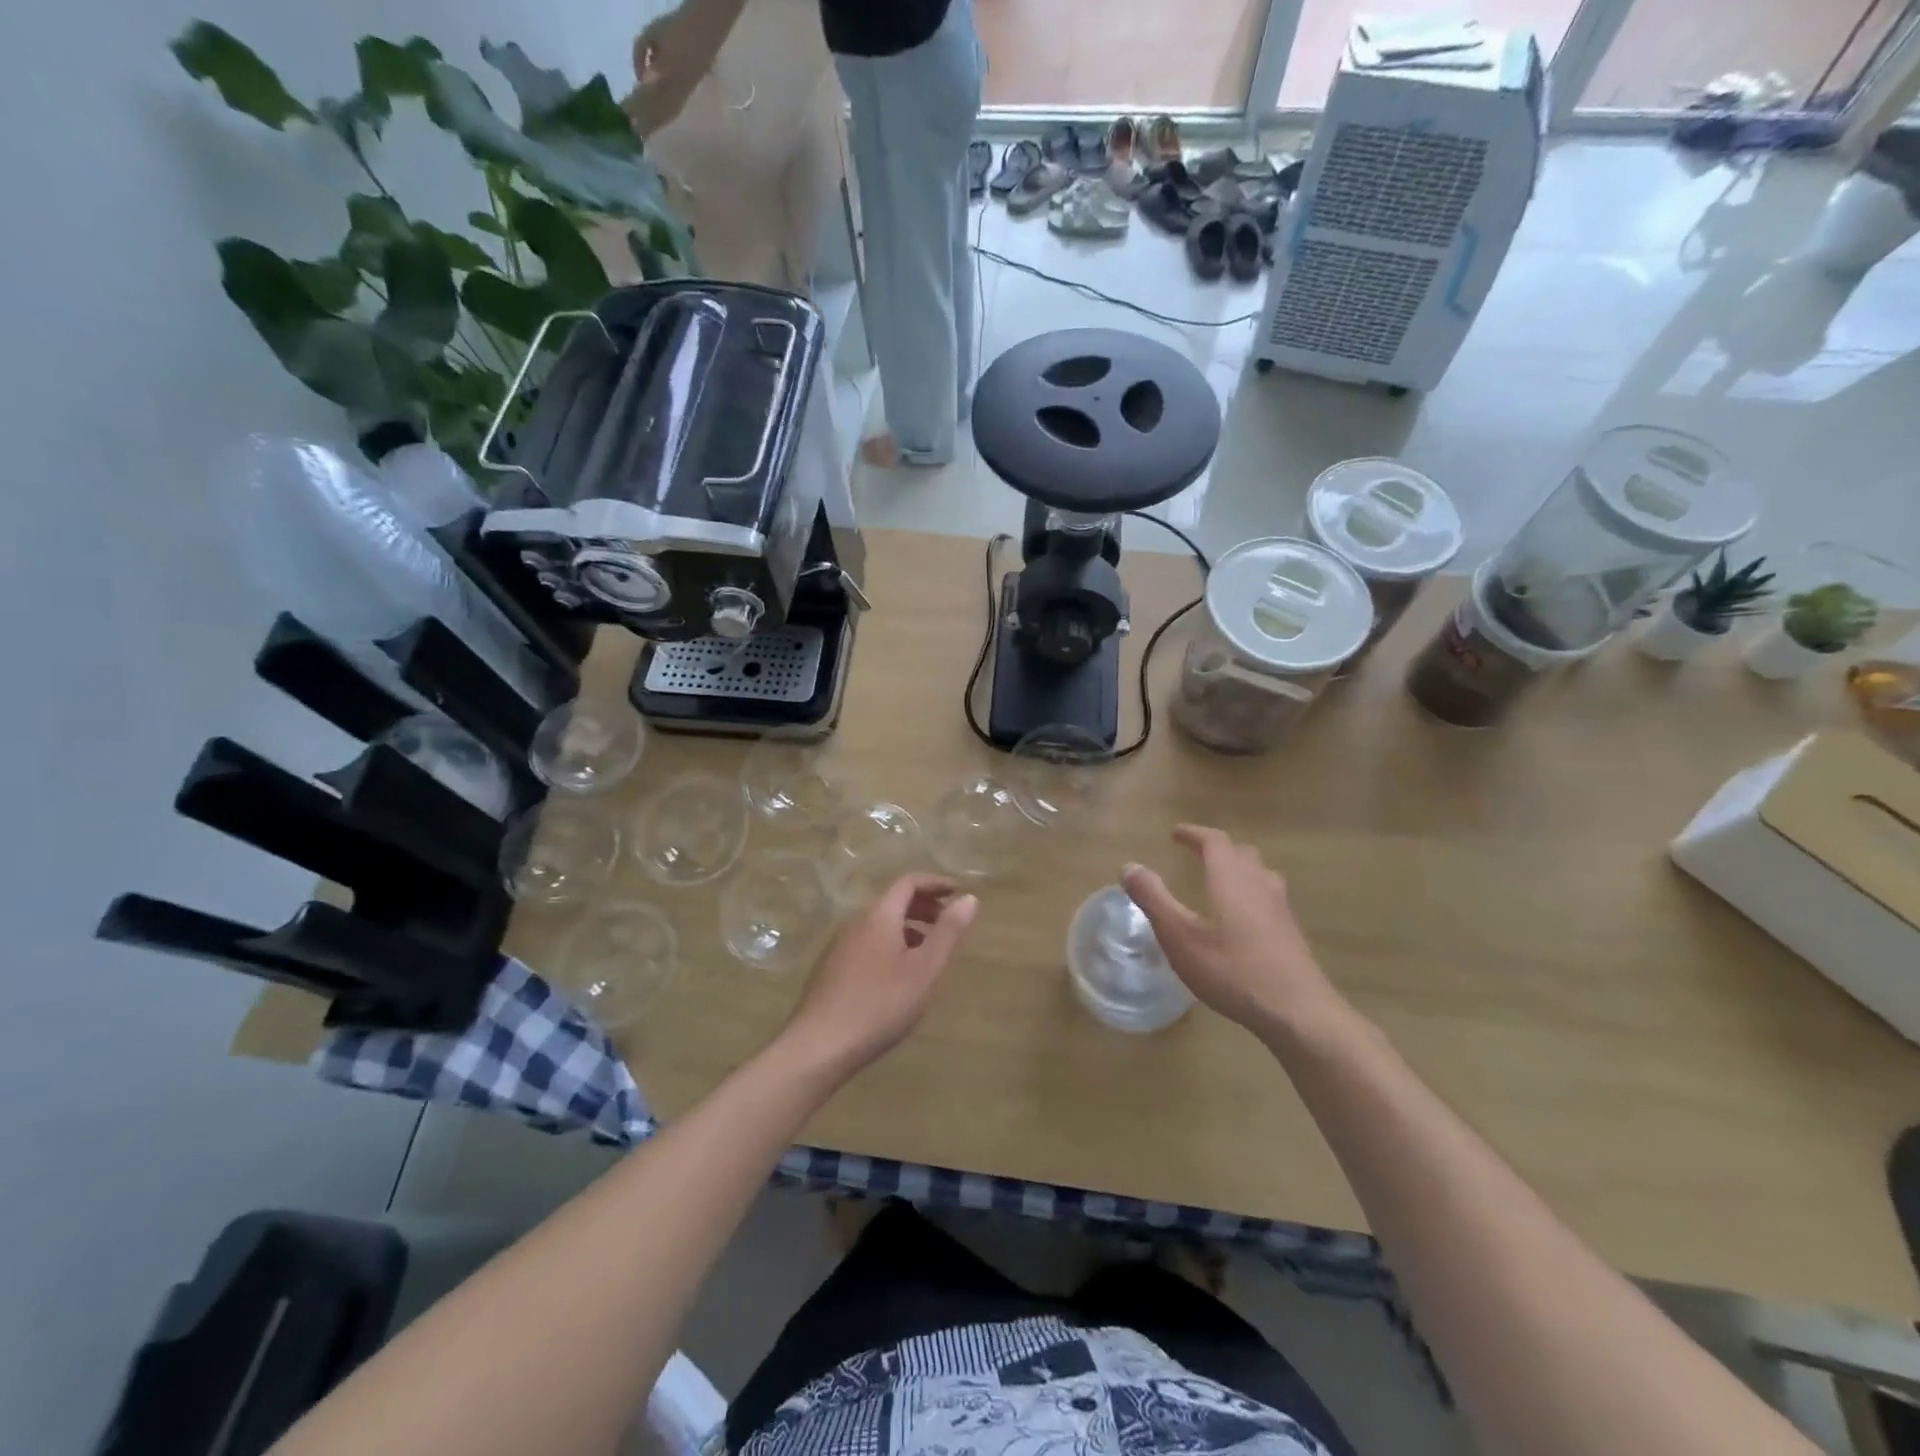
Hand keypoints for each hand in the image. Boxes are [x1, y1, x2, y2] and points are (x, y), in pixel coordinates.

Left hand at [624, 11, 708, 135]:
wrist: (704, 33)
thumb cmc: (677, 30)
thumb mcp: (651, 34)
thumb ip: (640, 55)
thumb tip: (639, 79)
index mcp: (664, 76)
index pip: (644, 97)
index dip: (632, 107)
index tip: (621, 116)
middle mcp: (673, 92)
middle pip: (653, 113)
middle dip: (639, 123)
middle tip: (626, 134)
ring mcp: (681, 98)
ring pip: (662, 118)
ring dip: (650, 127)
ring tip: (638, 137)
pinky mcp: (685, 99)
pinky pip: (670, 115)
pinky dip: (659, 123)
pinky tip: (653, 128)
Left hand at [780, 875, 977, 1078]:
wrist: (820, 1045)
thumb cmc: (880, 1004)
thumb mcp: (925, 970)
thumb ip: (948, 932)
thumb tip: (969, 898)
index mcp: (879, 914)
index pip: (909, 882)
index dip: (936, 883)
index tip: (959, 892)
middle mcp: (856, 920)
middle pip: (893, 900)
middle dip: (924, 905)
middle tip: (949, 921)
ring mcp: (840, 944)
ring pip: (880, 922)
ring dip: (908, 925)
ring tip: (929, 949)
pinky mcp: (832, 966)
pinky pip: (868, 940)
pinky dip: (890, 942)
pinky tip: (899, 973)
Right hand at [1121, 826, 1346, 1036]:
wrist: (1298, 1011)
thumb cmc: (1232, 969)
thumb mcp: (1180, 936)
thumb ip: (1153, 899)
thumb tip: (1129, 866)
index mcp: (1231, 878)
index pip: (1215, 841)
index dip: (1194, 834)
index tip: (1175, 834)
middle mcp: (1259, 884)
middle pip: (1241, 853)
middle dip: (1217, 849)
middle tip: (1196, 854)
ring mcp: (1280, 908)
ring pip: (1260, 874)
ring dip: (1239, 868)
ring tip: (1221, 880)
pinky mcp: (1291, 932)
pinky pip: (1269, 897)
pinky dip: (1251, 893)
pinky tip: (1243, 919)